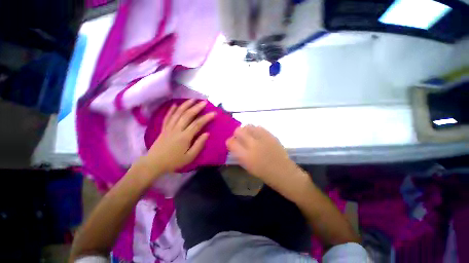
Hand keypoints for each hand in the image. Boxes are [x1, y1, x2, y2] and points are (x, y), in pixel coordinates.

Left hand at [136, 99, 215, 177]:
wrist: (154, 163)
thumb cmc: (174, 161)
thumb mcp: (189, 157)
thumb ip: (199, 145)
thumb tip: (207, 134)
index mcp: (185, 137)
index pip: (198, 124)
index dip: (206, 118)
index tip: (214, 113)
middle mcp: (177, 129)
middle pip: (188, 115)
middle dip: (197, 107)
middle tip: (204, 102)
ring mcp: (169, 128)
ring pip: (178, 113)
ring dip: (186, 105)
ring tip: (193, 99)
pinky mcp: (163, 128)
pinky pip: (167, 117)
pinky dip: (171, 110)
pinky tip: (175, 104)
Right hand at [226, 125, 298, 185]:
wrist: (283, 172)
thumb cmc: (263, 173)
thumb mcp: (247, 166)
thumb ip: (239, 154)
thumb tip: (235, 144)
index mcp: (245, 156)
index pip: (231, 142)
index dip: (230, 142)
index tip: (232, 143)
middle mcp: (253, 145)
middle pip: (238, 131)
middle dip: (236, 133)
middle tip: (240, 138)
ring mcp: (262, 138)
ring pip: (249, 126)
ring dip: (246, 130)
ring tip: (249, 135)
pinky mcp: (270, 135)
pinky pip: (259, 127)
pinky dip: (255, 130)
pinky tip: (258, 136)